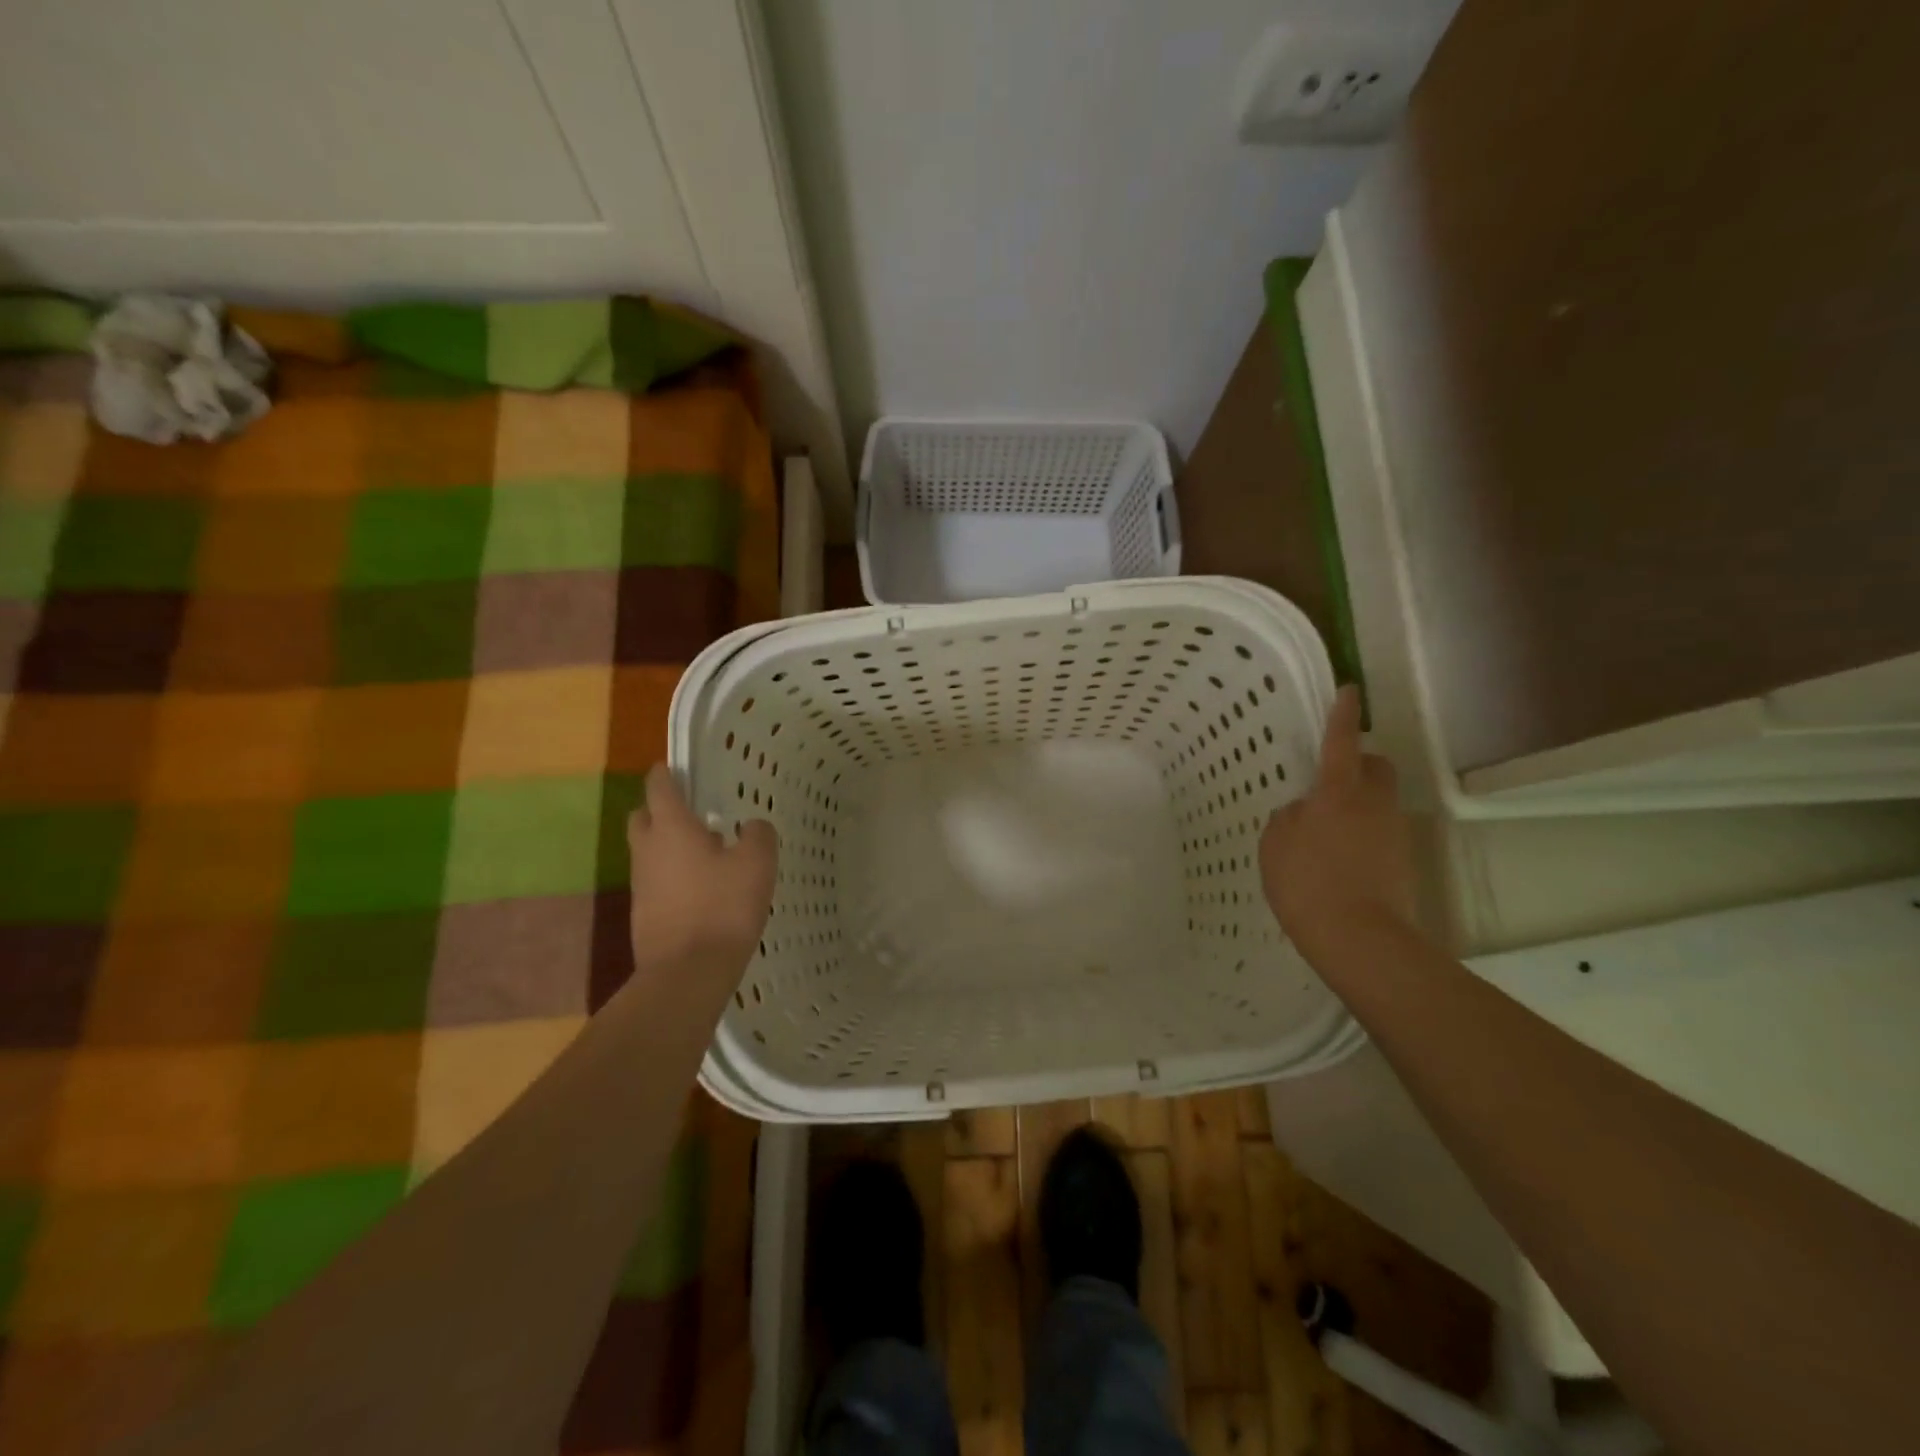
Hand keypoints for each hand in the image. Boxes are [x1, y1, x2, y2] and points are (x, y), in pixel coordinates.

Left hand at [628, 764, 776, 973]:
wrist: (688, 973)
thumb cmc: (723, 907)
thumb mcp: (757, 863)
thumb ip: (757, 835)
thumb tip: (751, 826)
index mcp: (671, 828)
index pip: (658, 787)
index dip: (666, 773)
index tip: (675, 767)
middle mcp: (648, 850)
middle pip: (643, 817)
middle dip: (660, 808)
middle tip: (691, 811)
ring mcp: (640, 885)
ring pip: (649, 851)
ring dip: (669, 845)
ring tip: (706, 852)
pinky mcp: (643, 914)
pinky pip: (655, 881)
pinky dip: (672, 876)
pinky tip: (702, 889)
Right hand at [1259, 686, 1415, 961]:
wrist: (1360, 939)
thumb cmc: (1308, 882)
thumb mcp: (1275, 844)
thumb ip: (1288, 818)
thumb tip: (1303, 812)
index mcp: (1338, 792)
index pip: (1341, 742)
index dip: (1342, 716)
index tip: (1349, 690)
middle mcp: (1373, 804)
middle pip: (1377, 767)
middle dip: (1361, 763)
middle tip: (1331, 777)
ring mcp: (1393, 834)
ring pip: (1379, 802)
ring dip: (1357, 803)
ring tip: (1324, 828)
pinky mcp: (1401, 862)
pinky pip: (1379, 833)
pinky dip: (1360, 835)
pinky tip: (1336, 859)